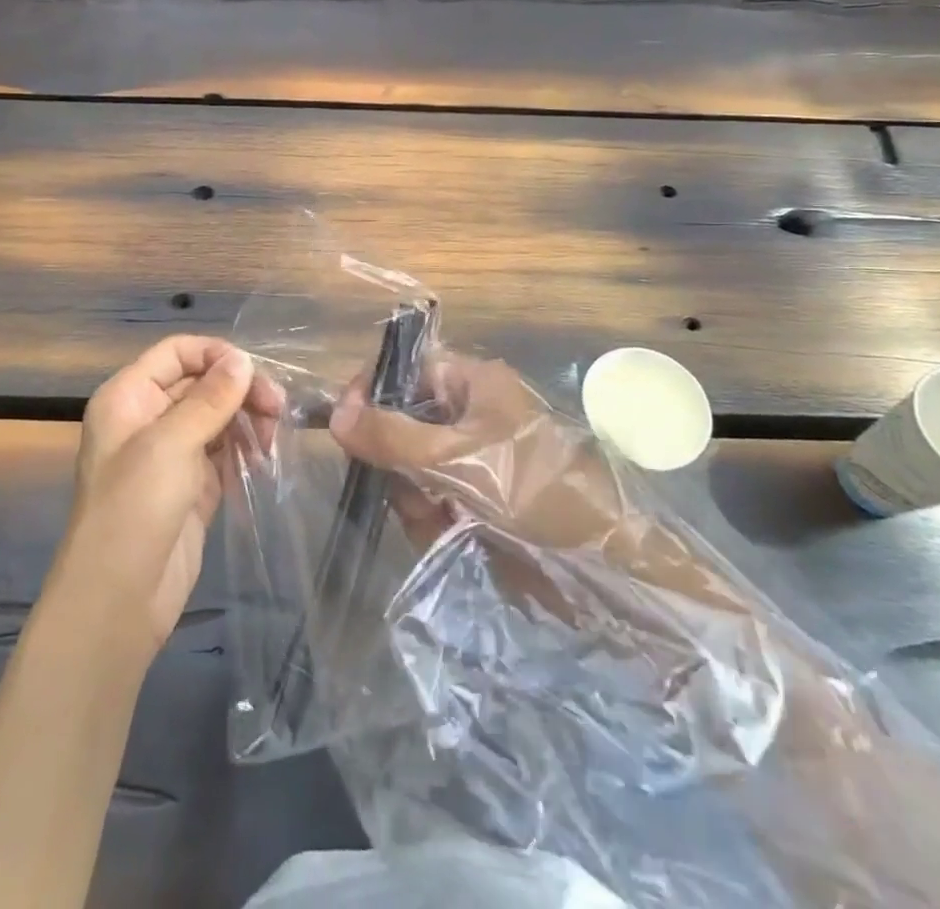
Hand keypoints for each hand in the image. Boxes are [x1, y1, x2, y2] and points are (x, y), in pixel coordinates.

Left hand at [52, 335, 280, 662]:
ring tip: (274, 435)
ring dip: (248, 419)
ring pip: (217, 416)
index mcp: (128, 397)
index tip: (254, 371)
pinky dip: (246, 449)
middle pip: (202, 383)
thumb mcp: (171, 444)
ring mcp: (171, 454)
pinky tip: (266, 456)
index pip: (176, 353)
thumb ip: (210, 398)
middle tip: (278, 407)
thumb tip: (243, 358)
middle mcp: (148, 418)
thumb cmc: (134, 508)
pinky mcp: (193, 485)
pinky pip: (224, 452)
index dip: (215, 354)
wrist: (118, 601)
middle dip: (240, 389)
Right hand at [331, 350, 749, 611]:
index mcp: (472, 383)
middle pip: (399, 426)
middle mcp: (469, 414)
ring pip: (409, 471)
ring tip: (444, 522)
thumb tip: (334, 413)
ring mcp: (471, 461)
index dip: (370, 393)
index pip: (404, 371)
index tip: (345, 427)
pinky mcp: (474, 501)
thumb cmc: (535, 492)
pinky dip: (431, 523)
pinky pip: (428, 503)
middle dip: (399, 465)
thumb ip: (393, 436)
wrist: (606, 569)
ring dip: (415, 501)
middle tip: (417, 493)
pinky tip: (453, 537)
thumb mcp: (459, 459)